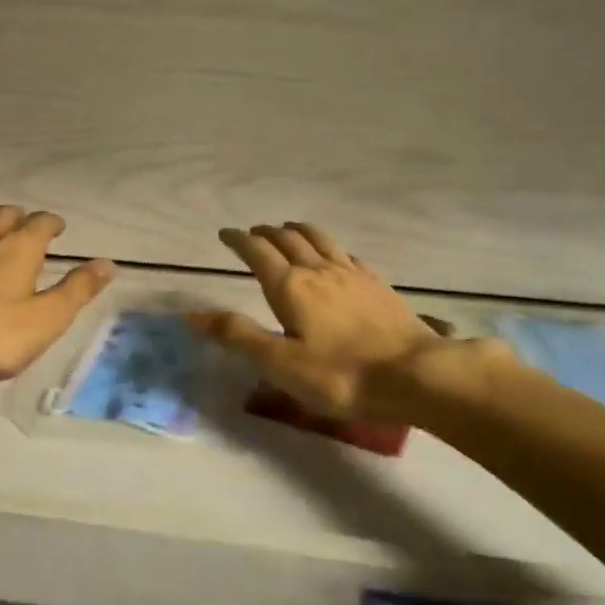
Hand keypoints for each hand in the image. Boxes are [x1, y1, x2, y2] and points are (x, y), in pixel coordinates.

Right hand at [187, 223, 448, 423]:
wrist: (414, 373)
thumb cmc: (340, 374)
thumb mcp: (279, 363)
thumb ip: (236, 336)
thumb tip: (191, 314)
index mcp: (290, 286)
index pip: (257, 252)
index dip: (238, 240)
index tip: (225, 234)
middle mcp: (318, 270)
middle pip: (287, 240)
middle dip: (265, 233)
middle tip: (253, 234)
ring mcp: (351, 274)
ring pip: (319, 239)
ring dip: (297, 231)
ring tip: (288, 230)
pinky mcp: (376, 284)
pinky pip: (346, 254)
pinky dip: (329, 247)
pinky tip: (335, 256)